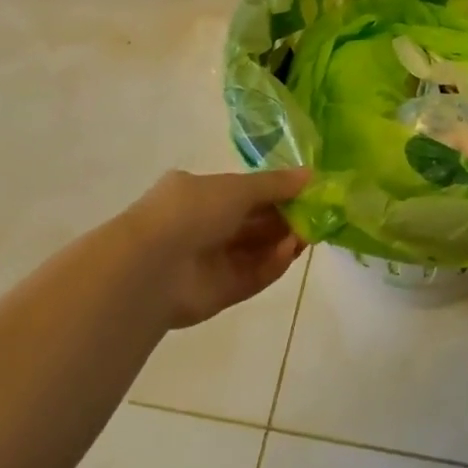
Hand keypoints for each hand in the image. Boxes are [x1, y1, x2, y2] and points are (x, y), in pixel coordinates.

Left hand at [117, 168, 310, 328]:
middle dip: (286, 218)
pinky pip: (251, 276)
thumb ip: (276, 184)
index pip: (245, 192)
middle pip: (254, 223)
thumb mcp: (237, 187)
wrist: (151, 267)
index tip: (307, 192)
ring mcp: (210, 261)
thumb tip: (312, 175)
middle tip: (316, 215)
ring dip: (283, 241)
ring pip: (255, 250)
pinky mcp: (218, 293)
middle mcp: (204, 226)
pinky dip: (271, 265)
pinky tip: (290, 253)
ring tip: (308, 234)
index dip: (277, 192)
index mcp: (200, 194)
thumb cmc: (192, 211)